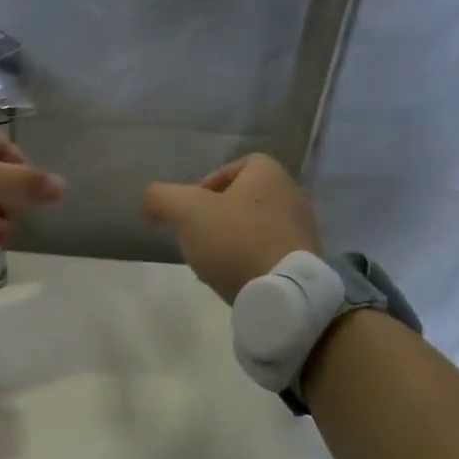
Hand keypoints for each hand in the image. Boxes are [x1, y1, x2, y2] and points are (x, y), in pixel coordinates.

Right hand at [142, 154, 321, 302]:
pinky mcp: (306, 260)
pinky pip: (270, 251)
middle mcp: (292, 194)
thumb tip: (151, 201)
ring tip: (213, 261)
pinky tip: (235, 278)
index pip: (236, 166)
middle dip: (218, 215)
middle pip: (244, 198)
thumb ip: (161, 197)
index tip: (191, 210)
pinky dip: (250, 259)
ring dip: (233, 239)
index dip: (208, 183)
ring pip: (256, 226)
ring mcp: (304, 229)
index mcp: (269, 174)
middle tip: (198, 235)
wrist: (283, 293)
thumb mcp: (185, 212)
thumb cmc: (235, 240)